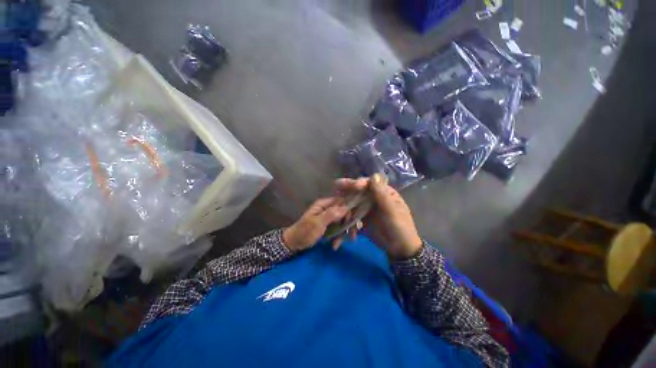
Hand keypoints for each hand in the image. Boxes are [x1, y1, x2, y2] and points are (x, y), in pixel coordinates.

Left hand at [283, 198, 348, 251]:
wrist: (294, 243)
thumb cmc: (304, 231)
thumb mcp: (318, 223)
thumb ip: (332, 214)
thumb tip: (346, 207)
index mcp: (324, 204)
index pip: (341, 201)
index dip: (349, 210)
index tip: (352, 221)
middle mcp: (327, 208)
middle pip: (344, 213)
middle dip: (348, 225)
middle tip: (352, 236)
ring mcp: (328, 217)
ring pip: (342, 222)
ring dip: (342, 234)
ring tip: (337, 244)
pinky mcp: (328, 226)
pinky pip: (338, 229)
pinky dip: (338, 237)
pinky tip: (335, 245)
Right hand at [335, 174, 422, 259]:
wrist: (399, 249)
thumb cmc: (399, 227)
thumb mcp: (391, 210)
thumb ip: (381, 194)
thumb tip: (374, 175)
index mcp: (384, 193)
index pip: (370, 183)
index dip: (360, 183)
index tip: (354, 185)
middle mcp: (374, 198)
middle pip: (359, 191)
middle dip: (348, 190)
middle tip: (336, 186)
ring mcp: (367, 208)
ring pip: (354, 202)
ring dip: (346, 205)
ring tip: (337, 205)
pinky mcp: (362, 218)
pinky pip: (353, 215)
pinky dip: (348, 218)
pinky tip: (345, 222)